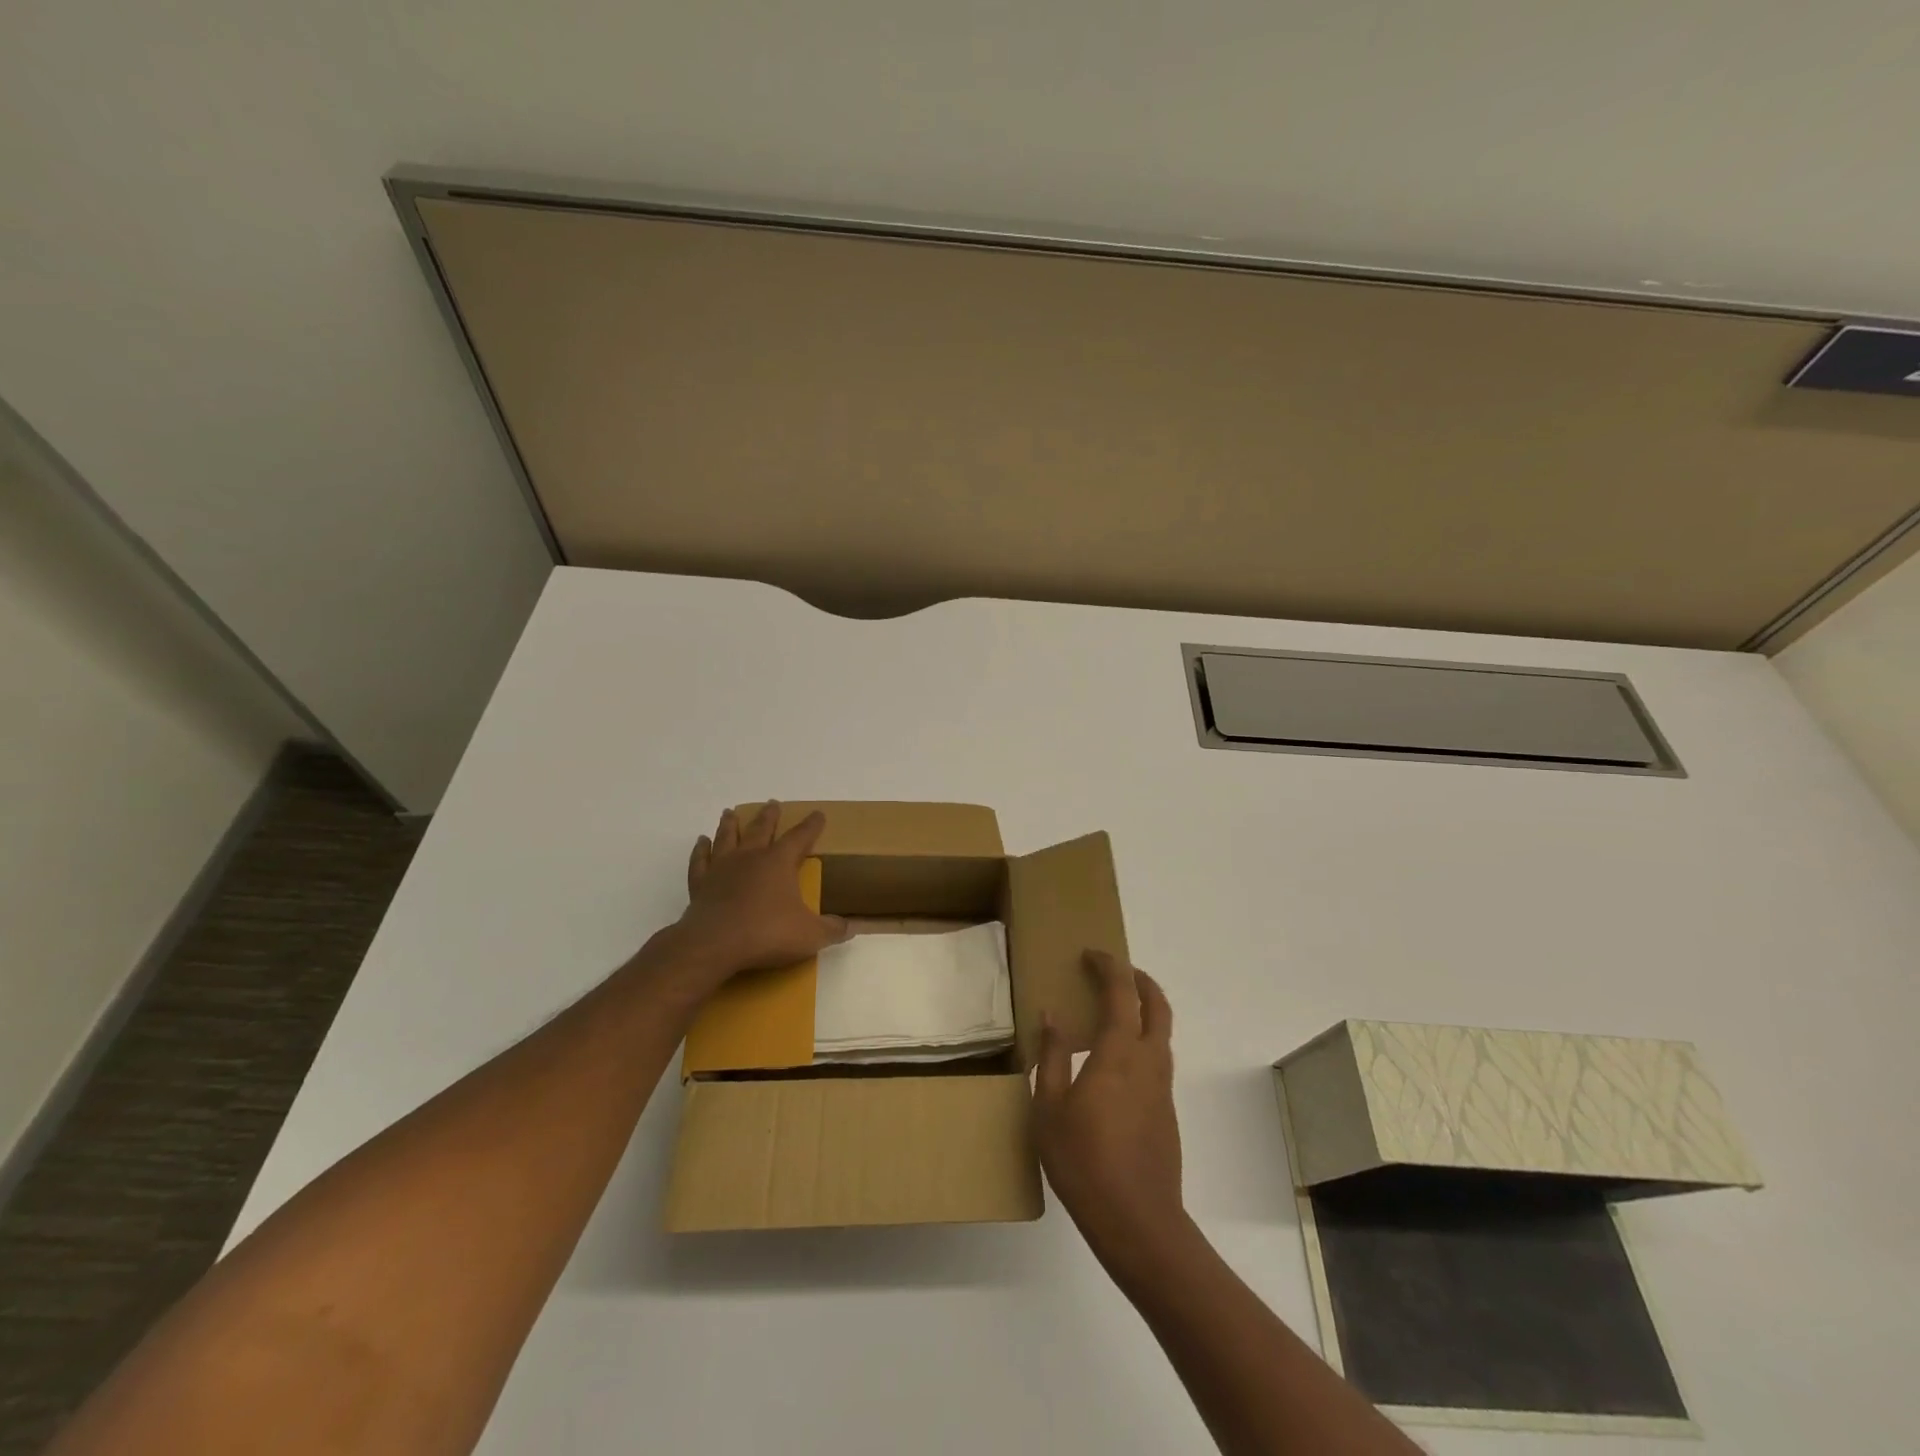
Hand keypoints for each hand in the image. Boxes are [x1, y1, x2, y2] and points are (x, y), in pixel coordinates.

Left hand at [674, 802, 848, 987]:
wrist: (713, 945)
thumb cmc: (766, 933)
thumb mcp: (810, 935)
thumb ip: (832, 929)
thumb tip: (850, 927)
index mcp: (779, 862)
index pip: (800, 837)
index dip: (811, 825)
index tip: (818, 814)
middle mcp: (750, 857)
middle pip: (760, 829)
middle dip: (769, 816)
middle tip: (772, 802)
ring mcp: (722, 868)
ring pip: (727, 837)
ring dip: (730, 824)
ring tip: (730, 813)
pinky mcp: (700, 884)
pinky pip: (700, 861)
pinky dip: (701, 850)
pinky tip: (702, 842)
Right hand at [1033, 950, 1189, 1273]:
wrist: (1138, 1222)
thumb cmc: (1084, 1161)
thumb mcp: (1049, 1108)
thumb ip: (1052, 1056)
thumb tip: (1052, 1016)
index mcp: (1120, 1052)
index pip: (1121, 991)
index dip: (1109, 965)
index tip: (1091, 953)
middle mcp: (1149, 1061)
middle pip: (1157, 1005)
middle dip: (1140, 979)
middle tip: (1116, 970)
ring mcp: (1162, 1088)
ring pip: (1162, 1032)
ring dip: (1144, 1009)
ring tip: (1113, 1011)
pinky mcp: (1166, 1111)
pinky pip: (1157, 1059)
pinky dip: (1142, 1040)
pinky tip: (1114, 1063)